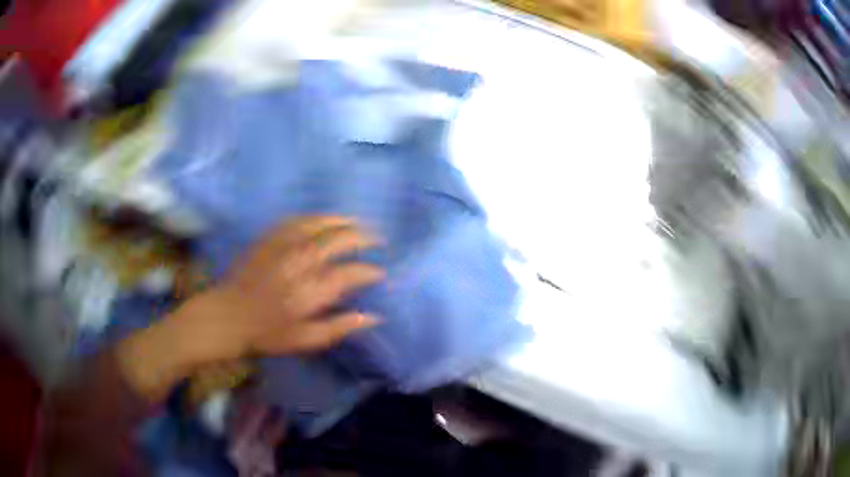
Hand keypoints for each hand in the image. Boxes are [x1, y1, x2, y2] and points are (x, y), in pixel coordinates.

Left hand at [117, 217, 383, 400]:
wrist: (226, 317)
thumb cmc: (266, 334)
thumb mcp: (305, 341)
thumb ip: (340, 327)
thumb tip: (373, 316)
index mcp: (311, 291)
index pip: (352, 273)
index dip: (371, 271)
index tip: (380, 273)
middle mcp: (301, 263)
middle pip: (340, 240)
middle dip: (364, 237)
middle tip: (377, 239)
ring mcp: (283, 246)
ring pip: (321, 223)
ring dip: (343, 220)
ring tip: (358, 222)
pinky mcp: (269, 238)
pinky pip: (297, 219)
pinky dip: (316, 217)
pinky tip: (325, 219)